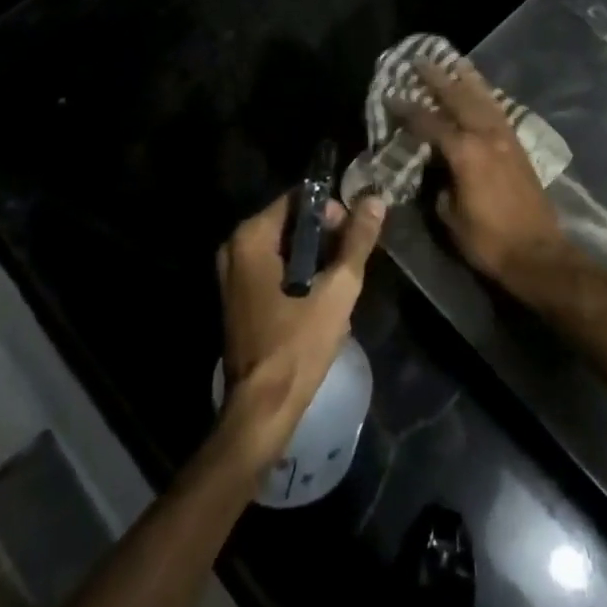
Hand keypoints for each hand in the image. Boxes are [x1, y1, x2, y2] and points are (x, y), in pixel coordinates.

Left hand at [215, 191, 385, 471]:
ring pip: (284, 246)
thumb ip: (357, 241)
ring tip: (340, 281)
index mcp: (251, 237)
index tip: (354, 234)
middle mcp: (235, 248)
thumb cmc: (299, 344)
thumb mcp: (338, 289)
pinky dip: (298, 273)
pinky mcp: (238, 296)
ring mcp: (232, 273)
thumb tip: (374, 200)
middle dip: (325, 236)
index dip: (331, 210)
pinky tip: (321, 297)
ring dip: (315, 257)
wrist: (263, 407)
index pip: (298, 199)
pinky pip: (274, 267)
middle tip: (351, 260)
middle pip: (290, 221)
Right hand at [392, 59, 570, 288]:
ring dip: (467, 79)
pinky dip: (487, 96)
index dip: (408, 109)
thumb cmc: (488, 240)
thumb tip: (436, 168)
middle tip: (421, 61)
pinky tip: (481, 92)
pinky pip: (499, 111)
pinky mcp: (519, 147)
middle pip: (459, 98)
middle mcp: (486, 136)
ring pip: (484, 99)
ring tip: (455, 61)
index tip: (391, 96)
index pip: (429, 123)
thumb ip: (439, 184)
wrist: (537, 253)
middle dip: (438, 79)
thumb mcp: (449, 215)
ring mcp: (506, 139)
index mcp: (465, 152)